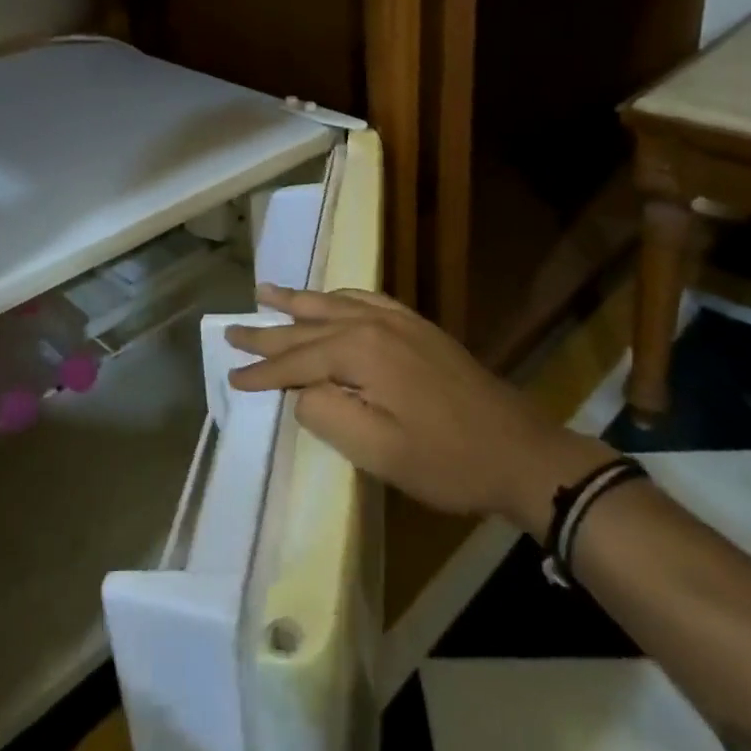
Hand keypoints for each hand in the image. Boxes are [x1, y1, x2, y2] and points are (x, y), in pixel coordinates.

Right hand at [227, 286, 614, 531]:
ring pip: (333, 304)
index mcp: (360, 351)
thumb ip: (326, 414)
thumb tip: (302, 391)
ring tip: (265, 291)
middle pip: (309, 324)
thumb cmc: (445, 459)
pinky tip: (330, 298)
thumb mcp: (377, 450)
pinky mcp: (417, 327)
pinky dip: (337, 297)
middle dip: (269, 330)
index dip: (263, 372)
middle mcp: (374, 324)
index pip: (297, 360)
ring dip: (297, 302)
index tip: (232, 377)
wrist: (518, 450)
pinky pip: (364, 299)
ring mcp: (398, 320)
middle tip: (232, 328)